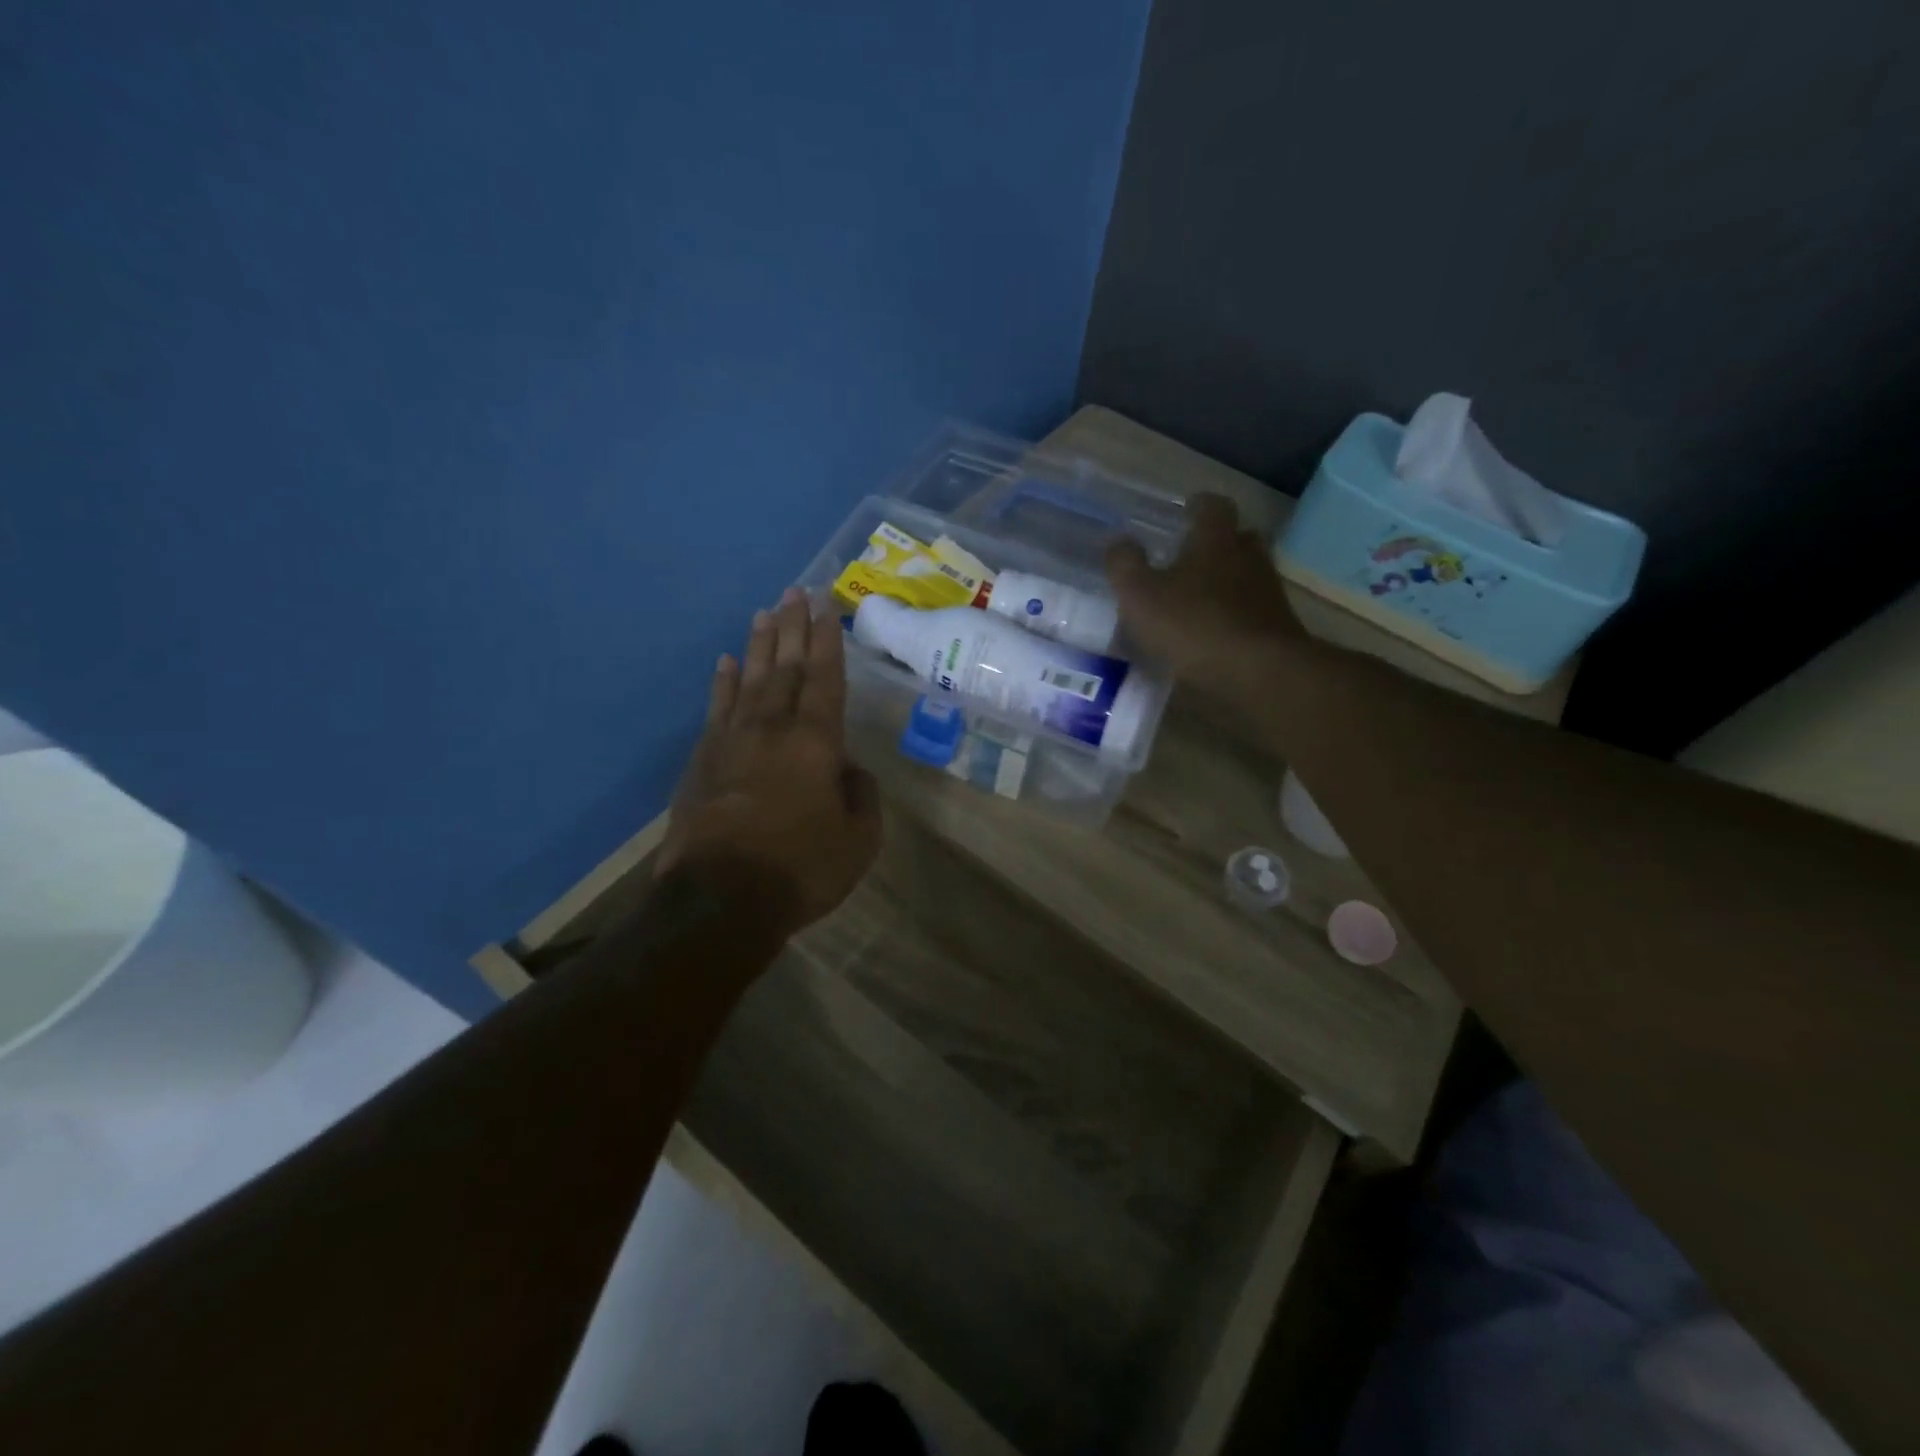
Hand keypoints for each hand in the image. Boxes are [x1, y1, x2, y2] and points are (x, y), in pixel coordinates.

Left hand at [657, 587, 882, 937]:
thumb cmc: (800, 869)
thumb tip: (849, 768)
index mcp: (816, 742)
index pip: (825, 678)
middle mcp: (773, 728)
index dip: (827, 640)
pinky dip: (723, 682)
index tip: (825, 606)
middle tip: (796, 591)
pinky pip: (717, 708)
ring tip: (765, 612)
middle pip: (786, 667)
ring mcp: (732, 741)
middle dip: (793, 627)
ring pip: (751, 679)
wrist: (719, 899)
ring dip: (760, 644)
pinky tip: (726, 662)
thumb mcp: (858, 840)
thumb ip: (861, 795)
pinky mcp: (703, 760)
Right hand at [1106, 493, 1303, 700]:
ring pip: (1249, 574)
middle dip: (1219, 541)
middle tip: (1195, 552)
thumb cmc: (1194, 624)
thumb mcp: (1141, 596)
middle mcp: (1248, 557)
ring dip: (1229, 579)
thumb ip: (1125, 565)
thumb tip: (1117, 541)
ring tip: (1202, 596)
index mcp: (1215, 540)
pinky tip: (1217, 630)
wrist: (1259, 671)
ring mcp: (1268, 593)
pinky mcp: (1277, 627)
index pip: (1213, 507)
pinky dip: (1236, 613)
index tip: (1188, 507)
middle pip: (1239, 537)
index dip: (1199, 505)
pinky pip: (1253, 609)